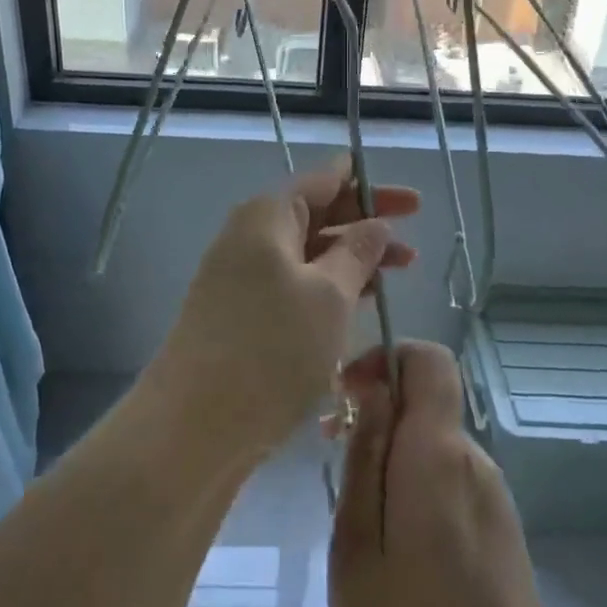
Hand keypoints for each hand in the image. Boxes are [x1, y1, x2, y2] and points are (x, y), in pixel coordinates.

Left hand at [151, 164, 418, 464]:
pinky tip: (360, 305)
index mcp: (267, 217)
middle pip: (316, 216)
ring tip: (398, 275)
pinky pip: (294, 285)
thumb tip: (376, 224)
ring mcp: (241, 278)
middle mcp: (249, 238)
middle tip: (413, 246)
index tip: (413, 203)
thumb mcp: (329, 295)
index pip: (324, 181)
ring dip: (352, 261)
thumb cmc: (271, 349)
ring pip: (308, 255)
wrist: (193, 426)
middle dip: (366, 226)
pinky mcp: (241, 315)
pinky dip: (329, 288)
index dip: (370, 187)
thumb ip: (358, 253)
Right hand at [328, 342, 568, 606]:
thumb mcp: (357, 549)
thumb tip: (370, 390)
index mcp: (439, 456)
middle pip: (425, 404)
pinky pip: (448, 481)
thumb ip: (365, 459)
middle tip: (329, 458)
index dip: (384, 357)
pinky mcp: (501, 532)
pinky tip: (393, 553)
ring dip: (390, 456)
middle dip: (375, 413)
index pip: (428, 360)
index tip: (343, 395)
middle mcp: (475, 463)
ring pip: (432, 445)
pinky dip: (413, 488)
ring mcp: (494, 498)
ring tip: (356, 522)